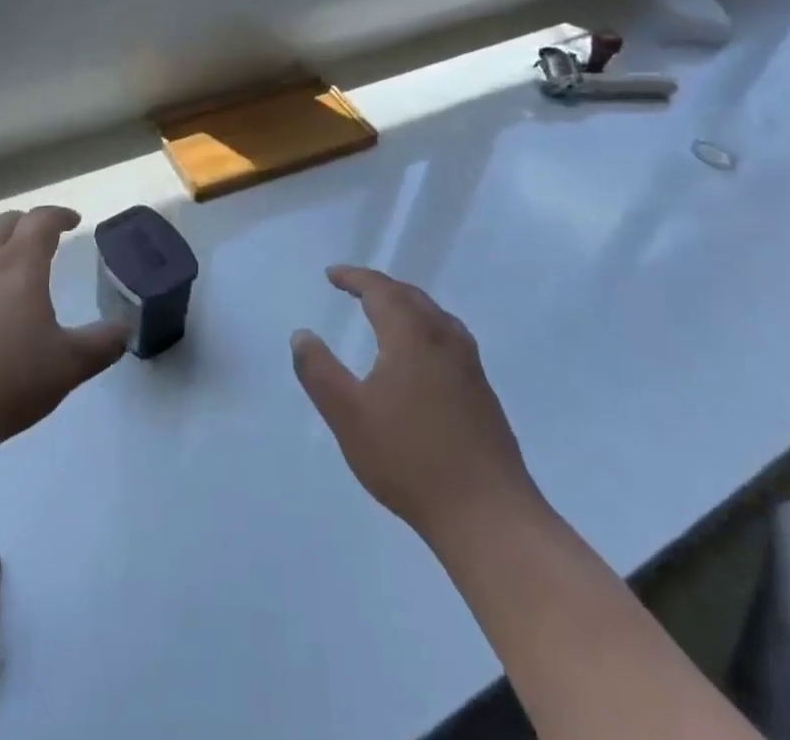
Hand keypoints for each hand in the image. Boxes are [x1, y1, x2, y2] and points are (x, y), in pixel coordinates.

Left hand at [0, 207, 128, 463]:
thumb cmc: (4, 384)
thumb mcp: (67, 368)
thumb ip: (101, 345)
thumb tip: (126, 329)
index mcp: (19, 264)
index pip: (41, 221)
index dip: (59, 215)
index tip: (72, 221)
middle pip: (2, 223)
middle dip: (24, 225)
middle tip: (37, 239)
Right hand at [291, 266, 541, 545]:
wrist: (488, 515)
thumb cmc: (410, 459)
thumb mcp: (348, 416)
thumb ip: (319, 371)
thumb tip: (301, 335)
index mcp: (412, 334)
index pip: (380, 289)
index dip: (354, 278)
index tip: (331, 275)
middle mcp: (444, 338)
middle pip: (410, 296)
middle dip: (379, 287)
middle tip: (353, 288)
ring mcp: (469, 365)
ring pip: (433, 316)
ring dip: (404, 305)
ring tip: (383, 313)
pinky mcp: (482, 391)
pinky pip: (447, 337)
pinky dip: (423, 327)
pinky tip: (418, 355)